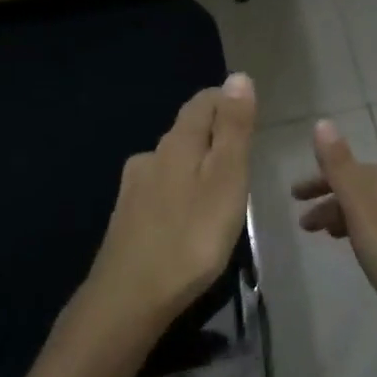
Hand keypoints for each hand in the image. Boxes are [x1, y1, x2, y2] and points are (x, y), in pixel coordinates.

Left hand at [80, 73, 257, 342]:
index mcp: (178, 143)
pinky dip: (179, 192)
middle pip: (186, 130)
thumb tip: (238, 77)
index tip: (249, 115)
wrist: (128, 299)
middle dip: (213, 134)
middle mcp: (151, 156)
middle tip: (242, 156)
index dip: (227, 100)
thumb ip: (233, 129)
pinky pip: (160, 190)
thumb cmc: (191, 237)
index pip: (203, 102)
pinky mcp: (126, 218)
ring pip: (172, 161)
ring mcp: (134, 188)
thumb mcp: (226, 179)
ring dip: (195, 165)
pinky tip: (186, 217)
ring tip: (219, 190)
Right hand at [293, 118, 376, 339]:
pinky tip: (358, 249)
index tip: (294, 196)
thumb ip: (339, 166)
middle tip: (303, 223)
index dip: (318, 181)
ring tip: (323, 237)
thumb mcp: (360, 208)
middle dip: (328, 199)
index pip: (344, 169)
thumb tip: (323, 122)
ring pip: (369, 207)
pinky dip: (361, 229)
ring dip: (343, 216)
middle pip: (357, 187)